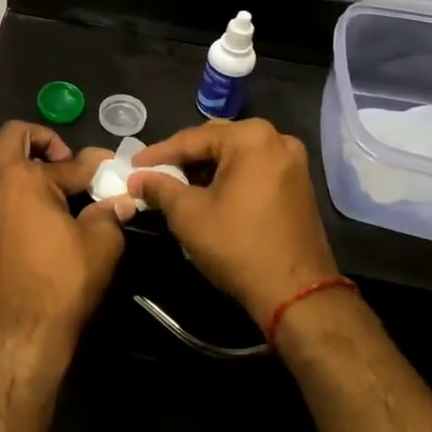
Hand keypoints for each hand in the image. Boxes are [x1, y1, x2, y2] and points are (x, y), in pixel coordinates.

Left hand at [0, 121, 128, 352]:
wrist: (20, 335)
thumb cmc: (62, 283)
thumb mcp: (101, 244)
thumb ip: (109, 213)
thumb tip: (121, 199)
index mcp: (25, 177)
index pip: (67, 162)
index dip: (92, 165)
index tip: (107, 170)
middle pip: (9, 138)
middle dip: (38, 142)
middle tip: (60, 165)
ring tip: (20, 181)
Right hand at [126, 119, 339, 327]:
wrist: (297, 293)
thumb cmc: (238, 245)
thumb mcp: (188, 214)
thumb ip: (159, 188)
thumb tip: (137, 178)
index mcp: (251, 137)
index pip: (192, 138)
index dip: (158, 153)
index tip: (132, 165)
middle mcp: (276, 139)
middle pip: (216, 141)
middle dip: (184, 158)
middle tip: (154, 173)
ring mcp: (292, 161)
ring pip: (236, 155)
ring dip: (206, 168)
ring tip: (177, 185)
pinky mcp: (298, 184)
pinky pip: (254, 169)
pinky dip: (229, 177)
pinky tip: (208, 193)